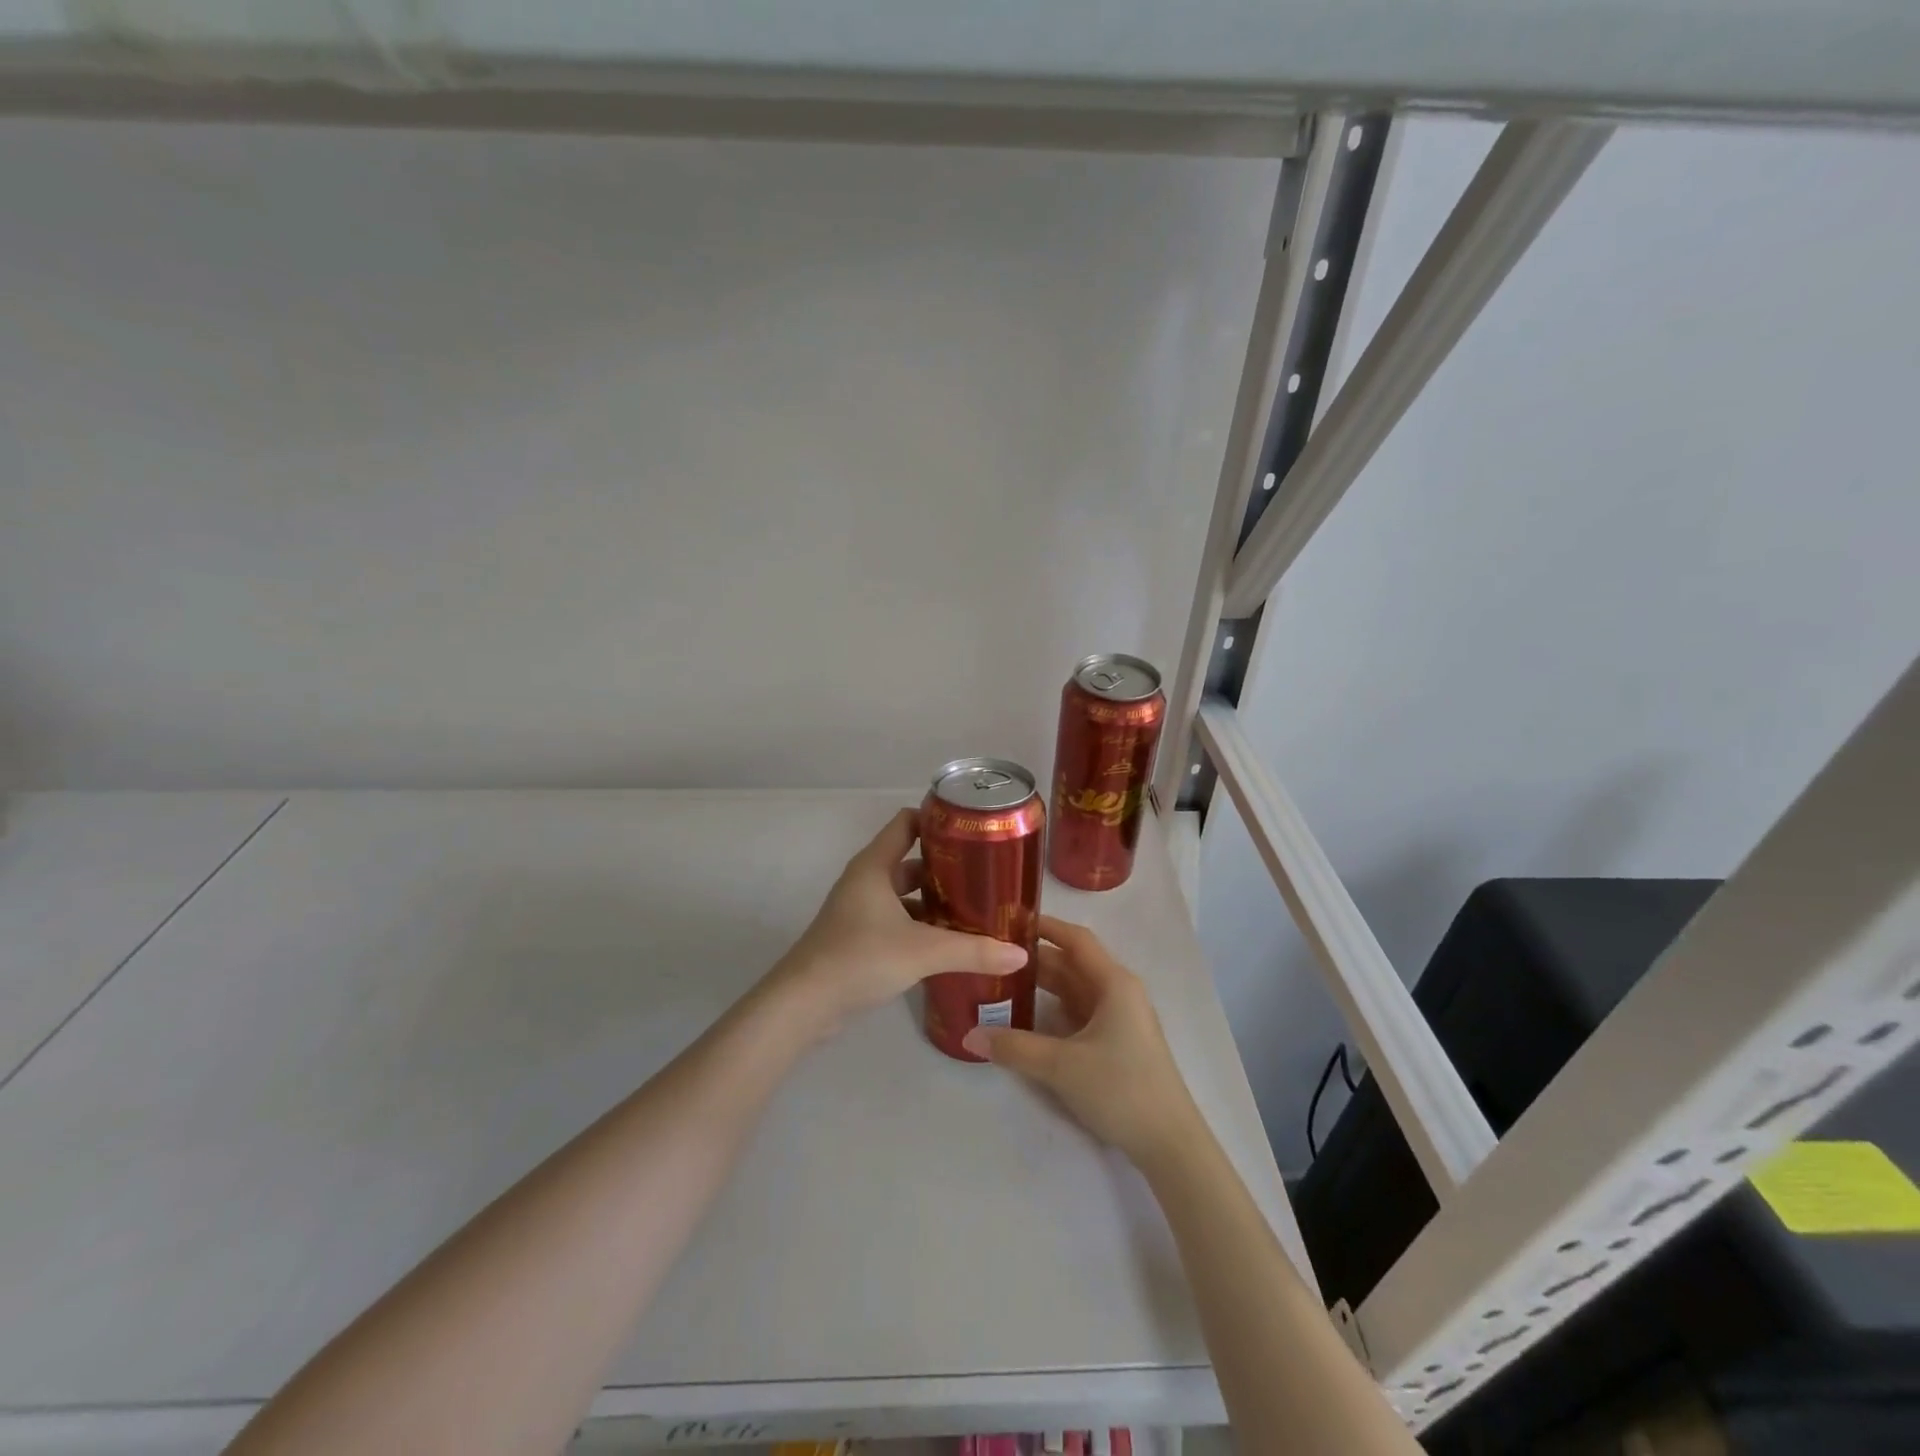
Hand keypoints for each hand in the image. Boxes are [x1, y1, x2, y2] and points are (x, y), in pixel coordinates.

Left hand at [767, 808, 1029, 1037]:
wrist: (804, 1004)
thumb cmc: (860, 958)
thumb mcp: (923, 951)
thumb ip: (973, 950)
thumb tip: (1021, 953)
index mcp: (875, 866)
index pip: (906, 823)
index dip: (937, 819)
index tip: (972, 828)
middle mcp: (865, 881)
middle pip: (909, 859)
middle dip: (945, 866)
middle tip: (984, 875)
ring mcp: (859, 910)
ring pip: (903, 894)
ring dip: (933, 899)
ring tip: (974, 909)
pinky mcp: (857, 938)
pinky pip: (896, 920)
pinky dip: (920, 925)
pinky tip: (947, 942)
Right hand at [963, 916, 1202, 1166]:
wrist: (1170, 1144)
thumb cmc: (1121, 1089)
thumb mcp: (1062, 1066)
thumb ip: (1014, 1048)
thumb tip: (968, 1036)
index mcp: (1114, 983)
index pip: (1075, 940)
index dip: (1044, 927)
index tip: (1008, 919)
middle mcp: (1119, 992)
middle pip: (1072, 965)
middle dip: (1034, 960)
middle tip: (992, 956)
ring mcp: (1119, 1019)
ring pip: (1074, 991)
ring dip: (1042, 986)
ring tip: (1001, 982)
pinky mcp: (1117, 1043)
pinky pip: (1079, 1014)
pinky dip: (1053, 1010)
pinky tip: (1026, 1018)